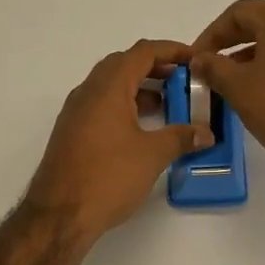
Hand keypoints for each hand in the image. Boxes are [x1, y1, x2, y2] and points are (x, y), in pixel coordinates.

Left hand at [26, 40, 214, 240]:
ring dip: (140, 88)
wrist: (59, 215)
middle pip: (124, 64)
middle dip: (155, 68)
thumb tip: (205, 132)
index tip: (194, 59)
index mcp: (108, 87)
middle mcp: (88, 92)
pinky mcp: (72, 132)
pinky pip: (102, 105)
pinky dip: (125, 105)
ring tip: (169, 105)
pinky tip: (143, 128)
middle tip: (183, 81)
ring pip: (111, 86)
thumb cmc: (107, 177)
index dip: (171, 50)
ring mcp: (76, 112)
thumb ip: (181, 138)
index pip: (142, 52)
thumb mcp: (152, 155)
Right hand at [190, 0, 264, 188]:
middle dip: (228, 43)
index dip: (212, 33)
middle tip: (208, 66)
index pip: (238, 12)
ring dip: (246, 58)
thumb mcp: (238, 87)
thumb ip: (213, 67)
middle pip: (258, 24)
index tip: (196, 57)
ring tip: (227, 83)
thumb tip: (199, 59)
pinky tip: (255, 94)